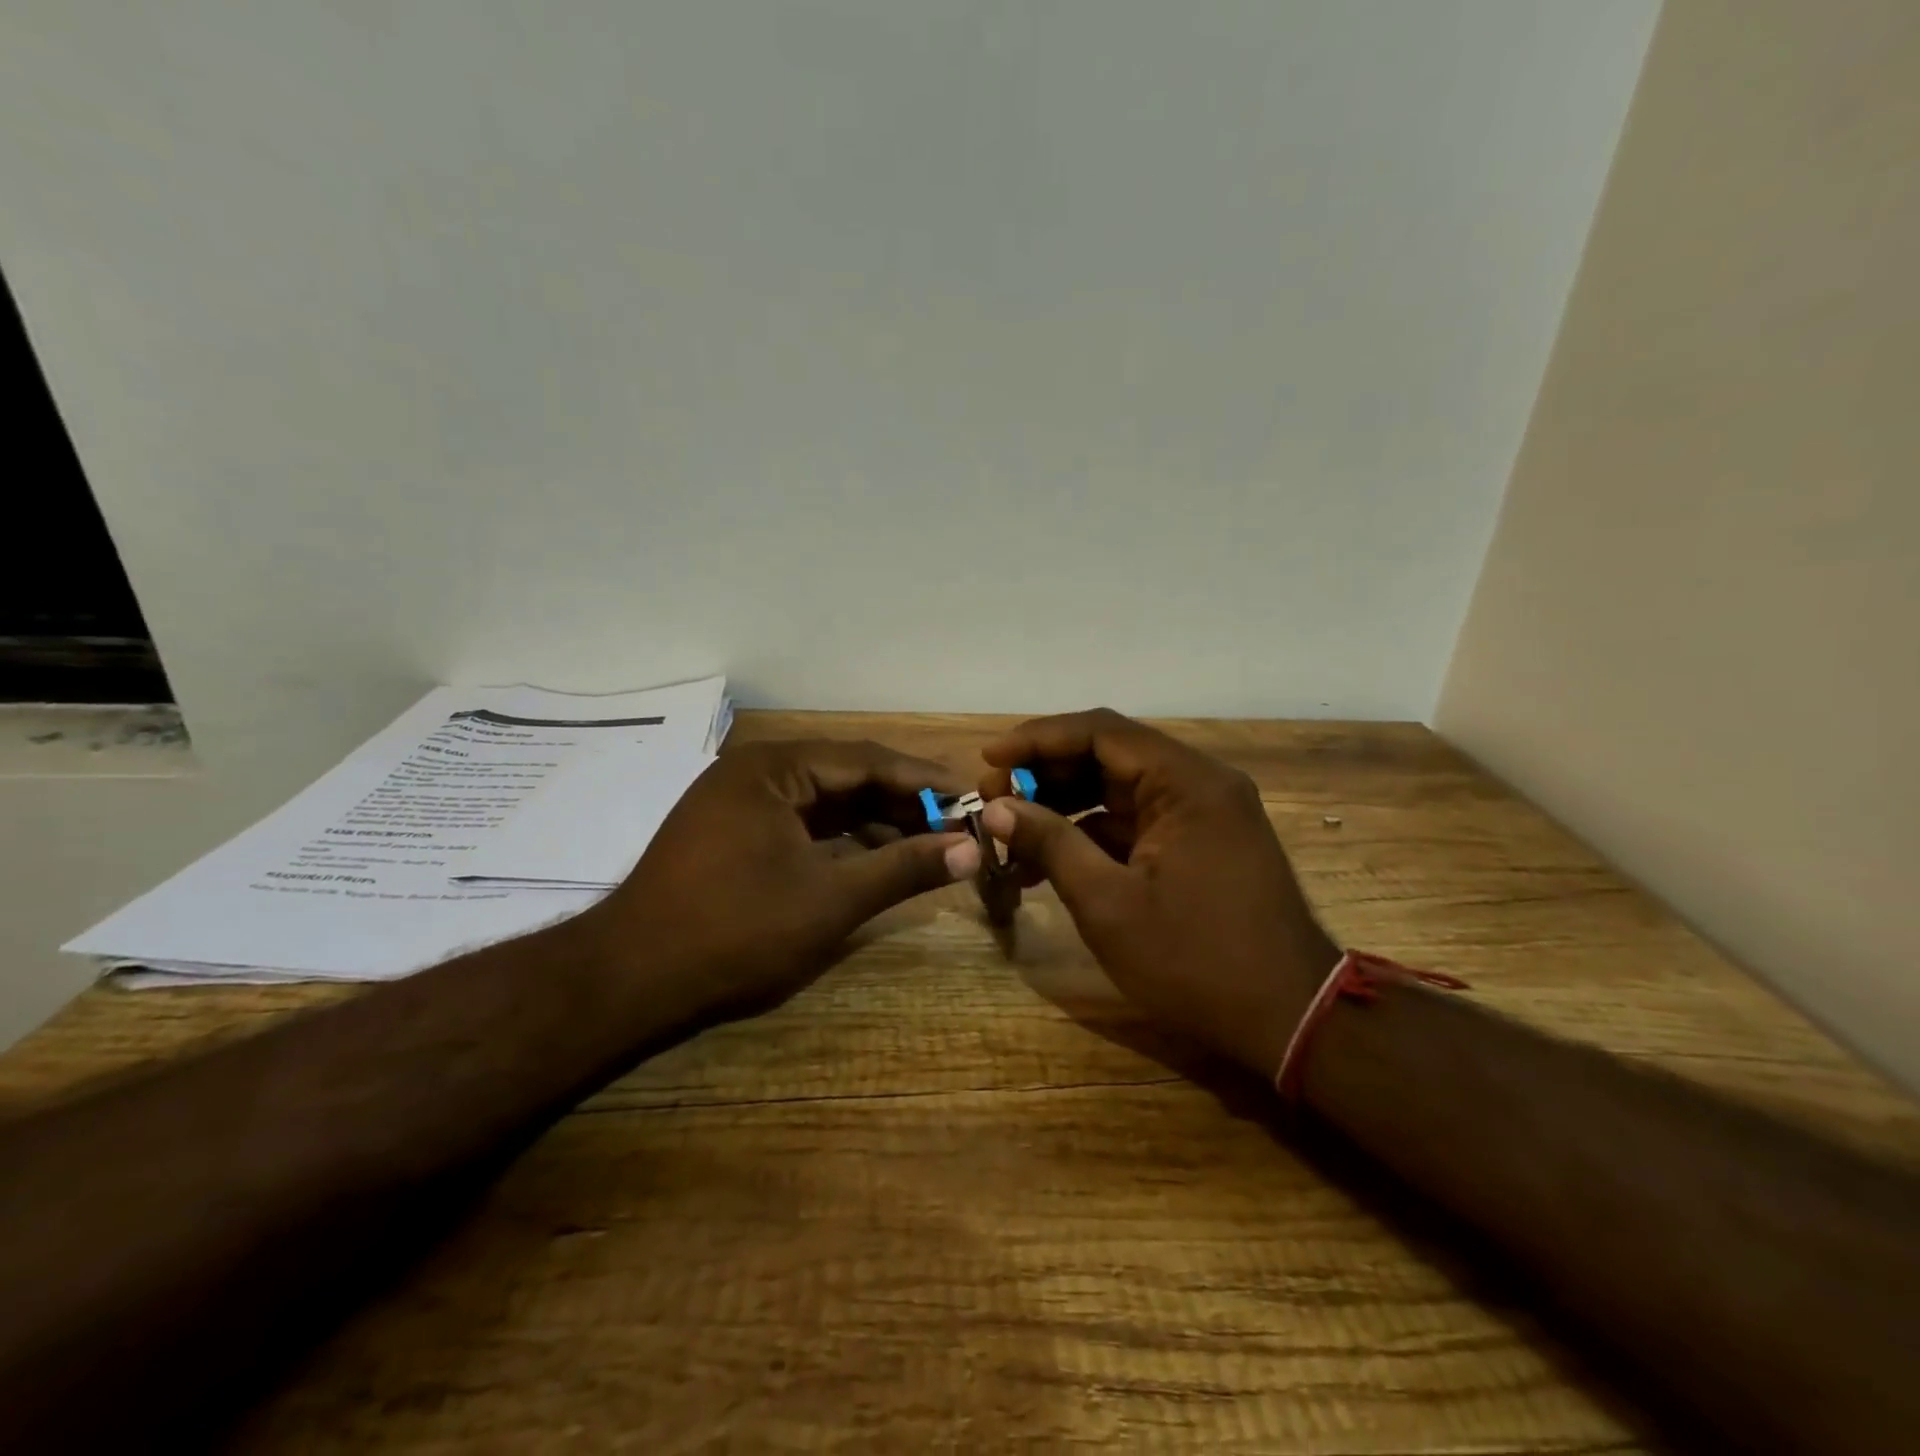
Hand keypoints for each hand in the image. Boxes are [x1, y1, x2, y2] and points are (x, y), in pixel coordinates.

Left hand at [581, 739, 981, 1021]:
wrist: (629, 982)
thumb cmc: (736, 932)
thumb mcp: (831, 900)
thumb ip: (904, 868)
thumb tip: (971, 850)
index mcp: (774, 768)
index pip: (866, 760)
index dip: (922, 780)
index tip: (968, 795)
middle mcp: (756, 772)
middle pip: (846, 777)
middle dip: (901, 802)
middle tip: (955, 824)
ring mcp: (740, 803)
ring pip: (825, 802)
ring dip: (874, 822)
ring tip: (926, 844)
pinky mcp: (733, 834)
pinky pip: (801, 824)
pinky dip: (841, 840)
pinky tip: (876, 859)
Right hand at [979, 709, 1337, 1077]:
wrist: (1290, 1020)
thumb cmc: (1195, 961)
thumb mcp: (1108, 904)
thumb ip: (1051, 843)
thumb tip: (997, 808)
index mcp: (1186, 782)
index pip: (1100, 731)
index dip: (1037, 739)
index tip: (989, 759)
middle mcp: (1199, 783)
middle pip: (1110, 755)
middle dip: (1047, 774)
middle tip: (994, 799)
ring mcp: (1203, 814)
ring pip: (1120, 789)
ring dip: (1065, 806)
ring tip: (1012, 833)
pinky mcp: (1200, 843)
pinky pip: (1137, 821)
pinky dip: (1093, 834)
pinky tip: (1050, 861)